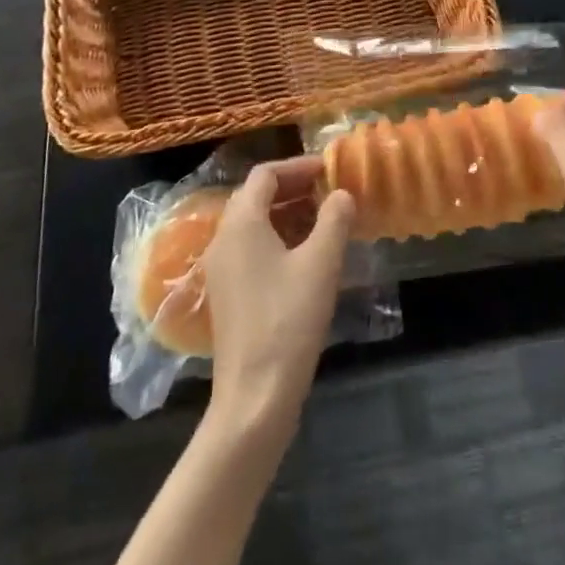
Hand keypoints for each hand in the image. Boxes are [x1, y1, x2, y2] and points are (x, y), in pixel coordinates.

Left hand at [201, 157, 355, 434]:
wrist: (254, 397)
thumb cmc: (288, 321)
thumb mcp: (321, 264)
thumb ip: (334, 220)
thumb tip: (342, 194)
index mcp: (241, 223)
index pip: (265, 174)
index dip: (298, 166)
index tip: (329, 170)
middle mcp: (223, 238)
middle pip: (256, 196)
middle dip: (294, 188)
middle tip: (330, 191)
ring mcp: (222, 269)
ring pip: (254, 224)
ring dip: (288, 213)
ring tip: (325, 220)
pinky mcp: (228, 294)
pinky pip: (252, 248)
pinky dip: (278, 238)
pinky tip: (307, 256)